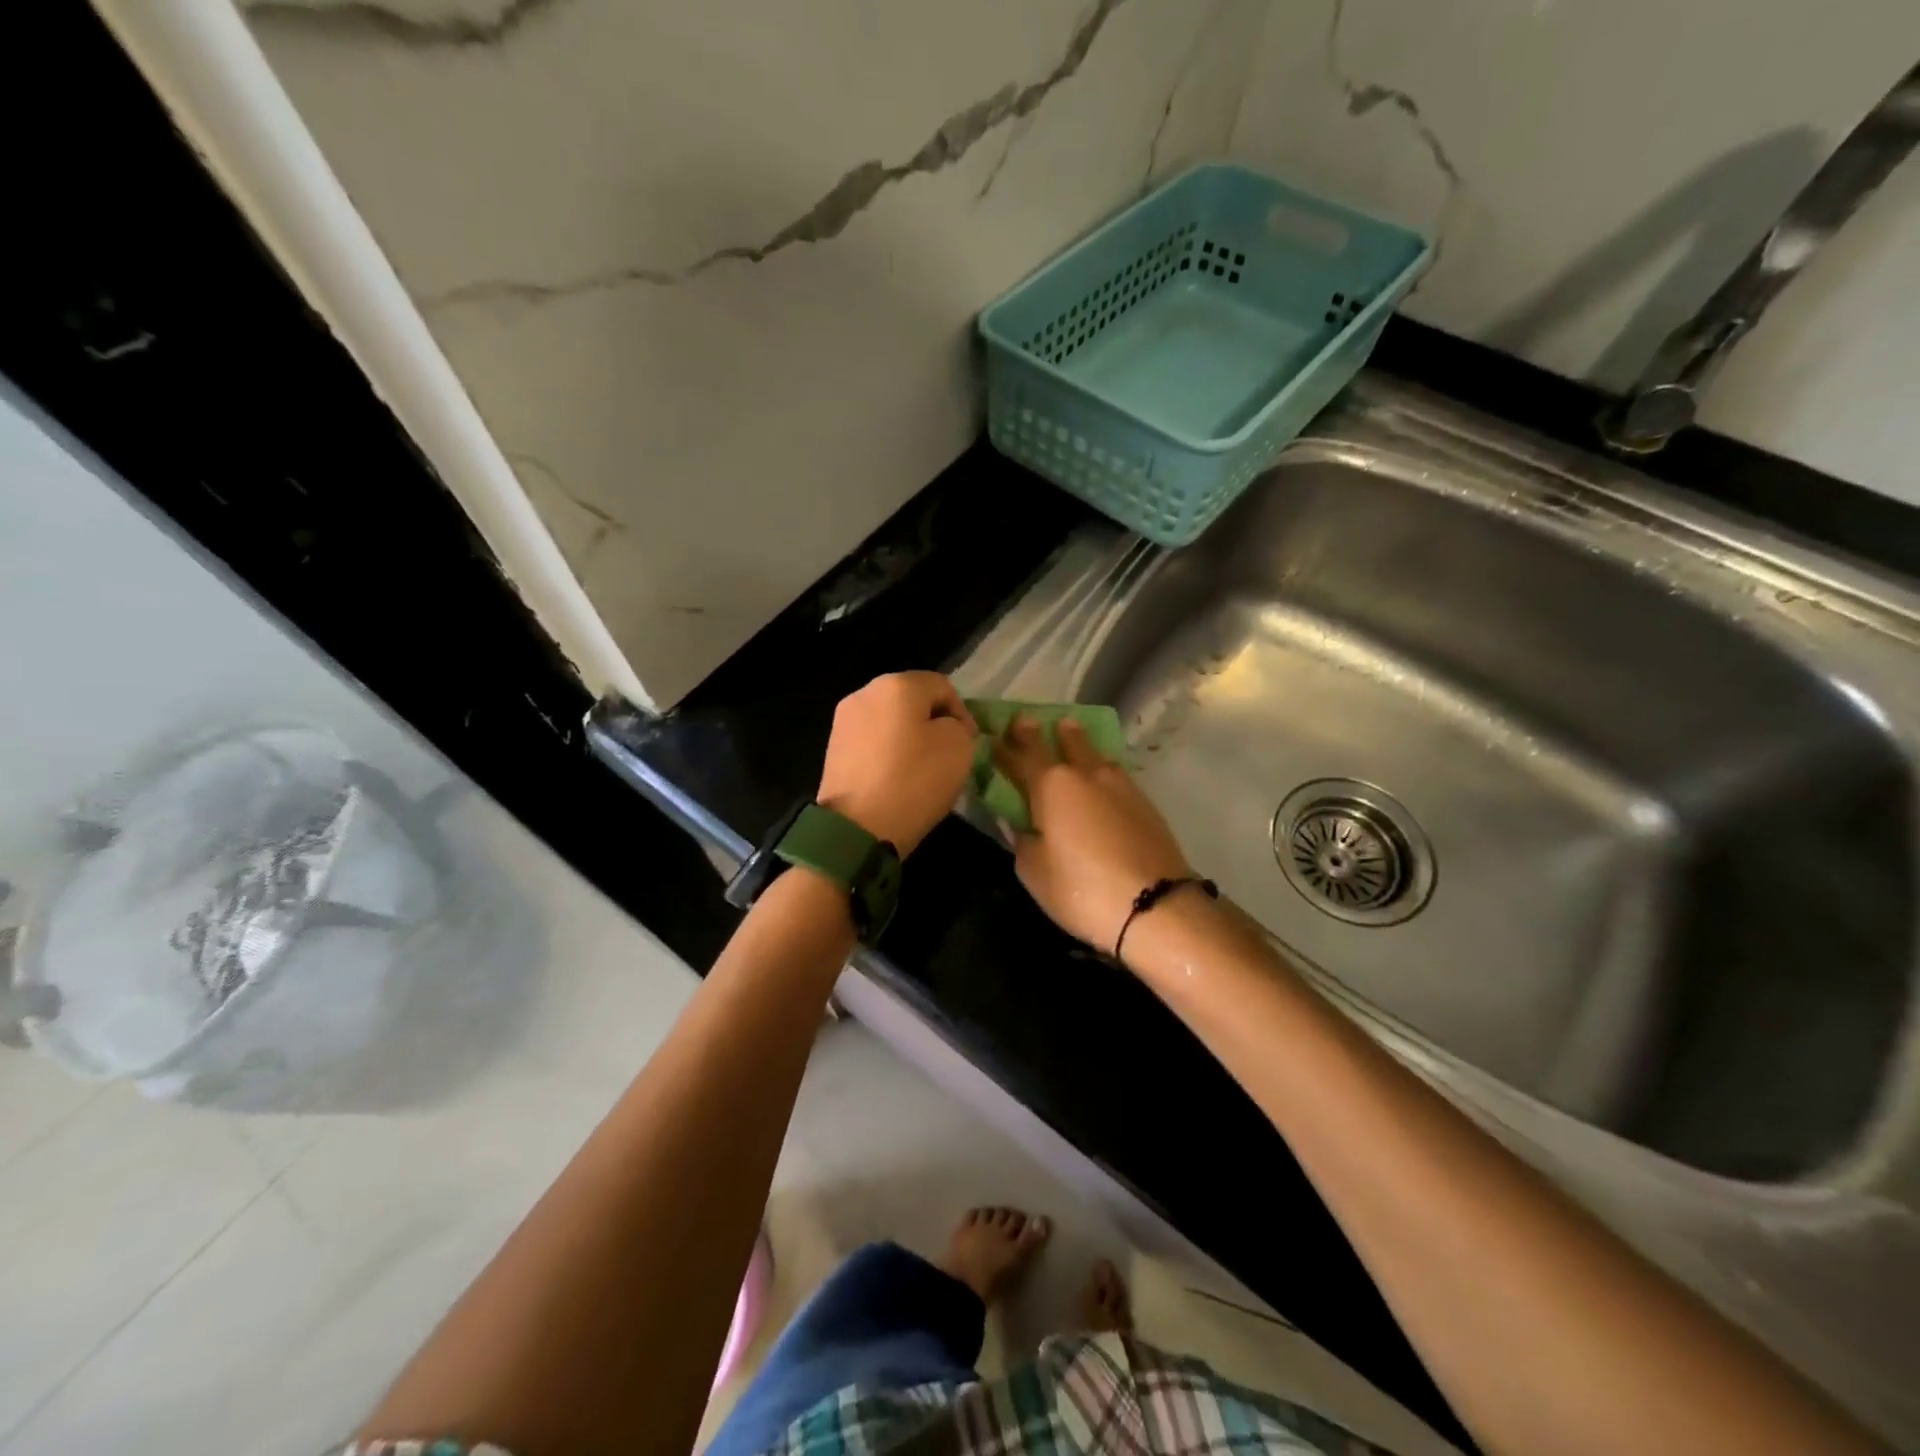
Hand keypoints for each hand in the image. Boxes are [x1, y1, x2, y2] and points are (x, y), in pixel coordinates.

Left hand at [817, 672, 976, 855]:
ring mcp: (844, 721)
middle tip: (948, 755)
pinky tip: (896, 779)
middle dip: (933, 724)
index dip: (962, 713)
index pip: (943, 686)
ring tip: (921, 770)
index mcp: (897, 684)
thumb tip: (943, 727)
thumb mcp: (959, 747)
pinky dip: (887, 754)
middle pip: (911, 700)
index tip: (969, 744)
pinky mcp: (833, 748)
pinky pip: (871, 742)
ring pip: (890, 721)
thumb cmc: (914, 780)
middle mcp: (865, 693)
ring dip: (909, 739)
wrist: (857, 828)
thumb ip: (958, 726)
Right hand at [992, 714, 1194, 955]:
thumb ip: (1022, 841)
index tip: (995, 733)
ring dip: (1076, 740)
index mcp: (1051, 786)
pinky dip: (1099, 766)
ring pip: (1093, 752)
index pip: (1022, 753)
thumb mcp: (1034, 872)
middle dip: (1043, 730)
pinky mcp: (1144, 800)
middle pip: (1062, 740)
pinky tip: (1098, 774)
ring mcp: (1119, 784)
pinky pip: (1113, 771)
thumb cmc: (1081, 889)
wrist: (1154, 905)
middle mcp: (1085, 774)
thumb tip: (1022, 824)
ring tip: (1068, 731)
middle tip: (1028, 720)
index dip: (1007, 743)